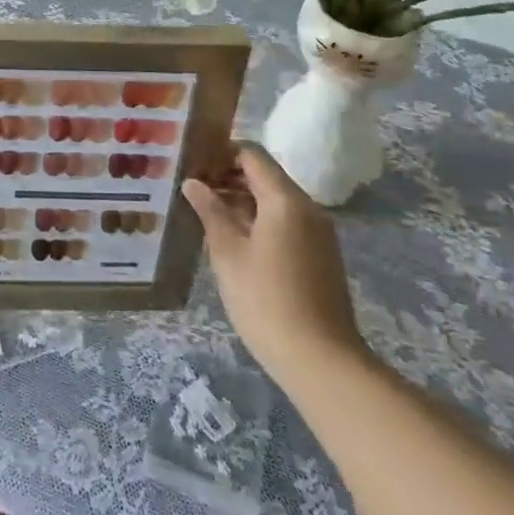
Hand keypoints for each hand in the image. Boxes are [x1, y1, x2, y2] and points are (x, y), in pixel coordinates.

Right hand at [182, 141, 368, 386]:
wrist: (322, 362)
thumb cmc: (266, 301)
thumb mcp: (228, 254)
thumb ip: (210, 211)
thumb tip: (192, 183)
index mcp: (285, 200)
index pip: (251, 154)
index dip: (220, 152)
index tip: (192, 162)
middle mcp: (307, 208)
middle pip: (264, 175)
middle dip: (228, 176)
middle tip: (192, 187)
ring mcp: (318, 233)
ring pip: (275, 200)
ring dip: (242, 200)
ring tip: (205, 212)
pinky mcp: (320, 256)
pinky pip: (286, 222)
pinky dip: (259, 219)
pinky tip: (232, 240)